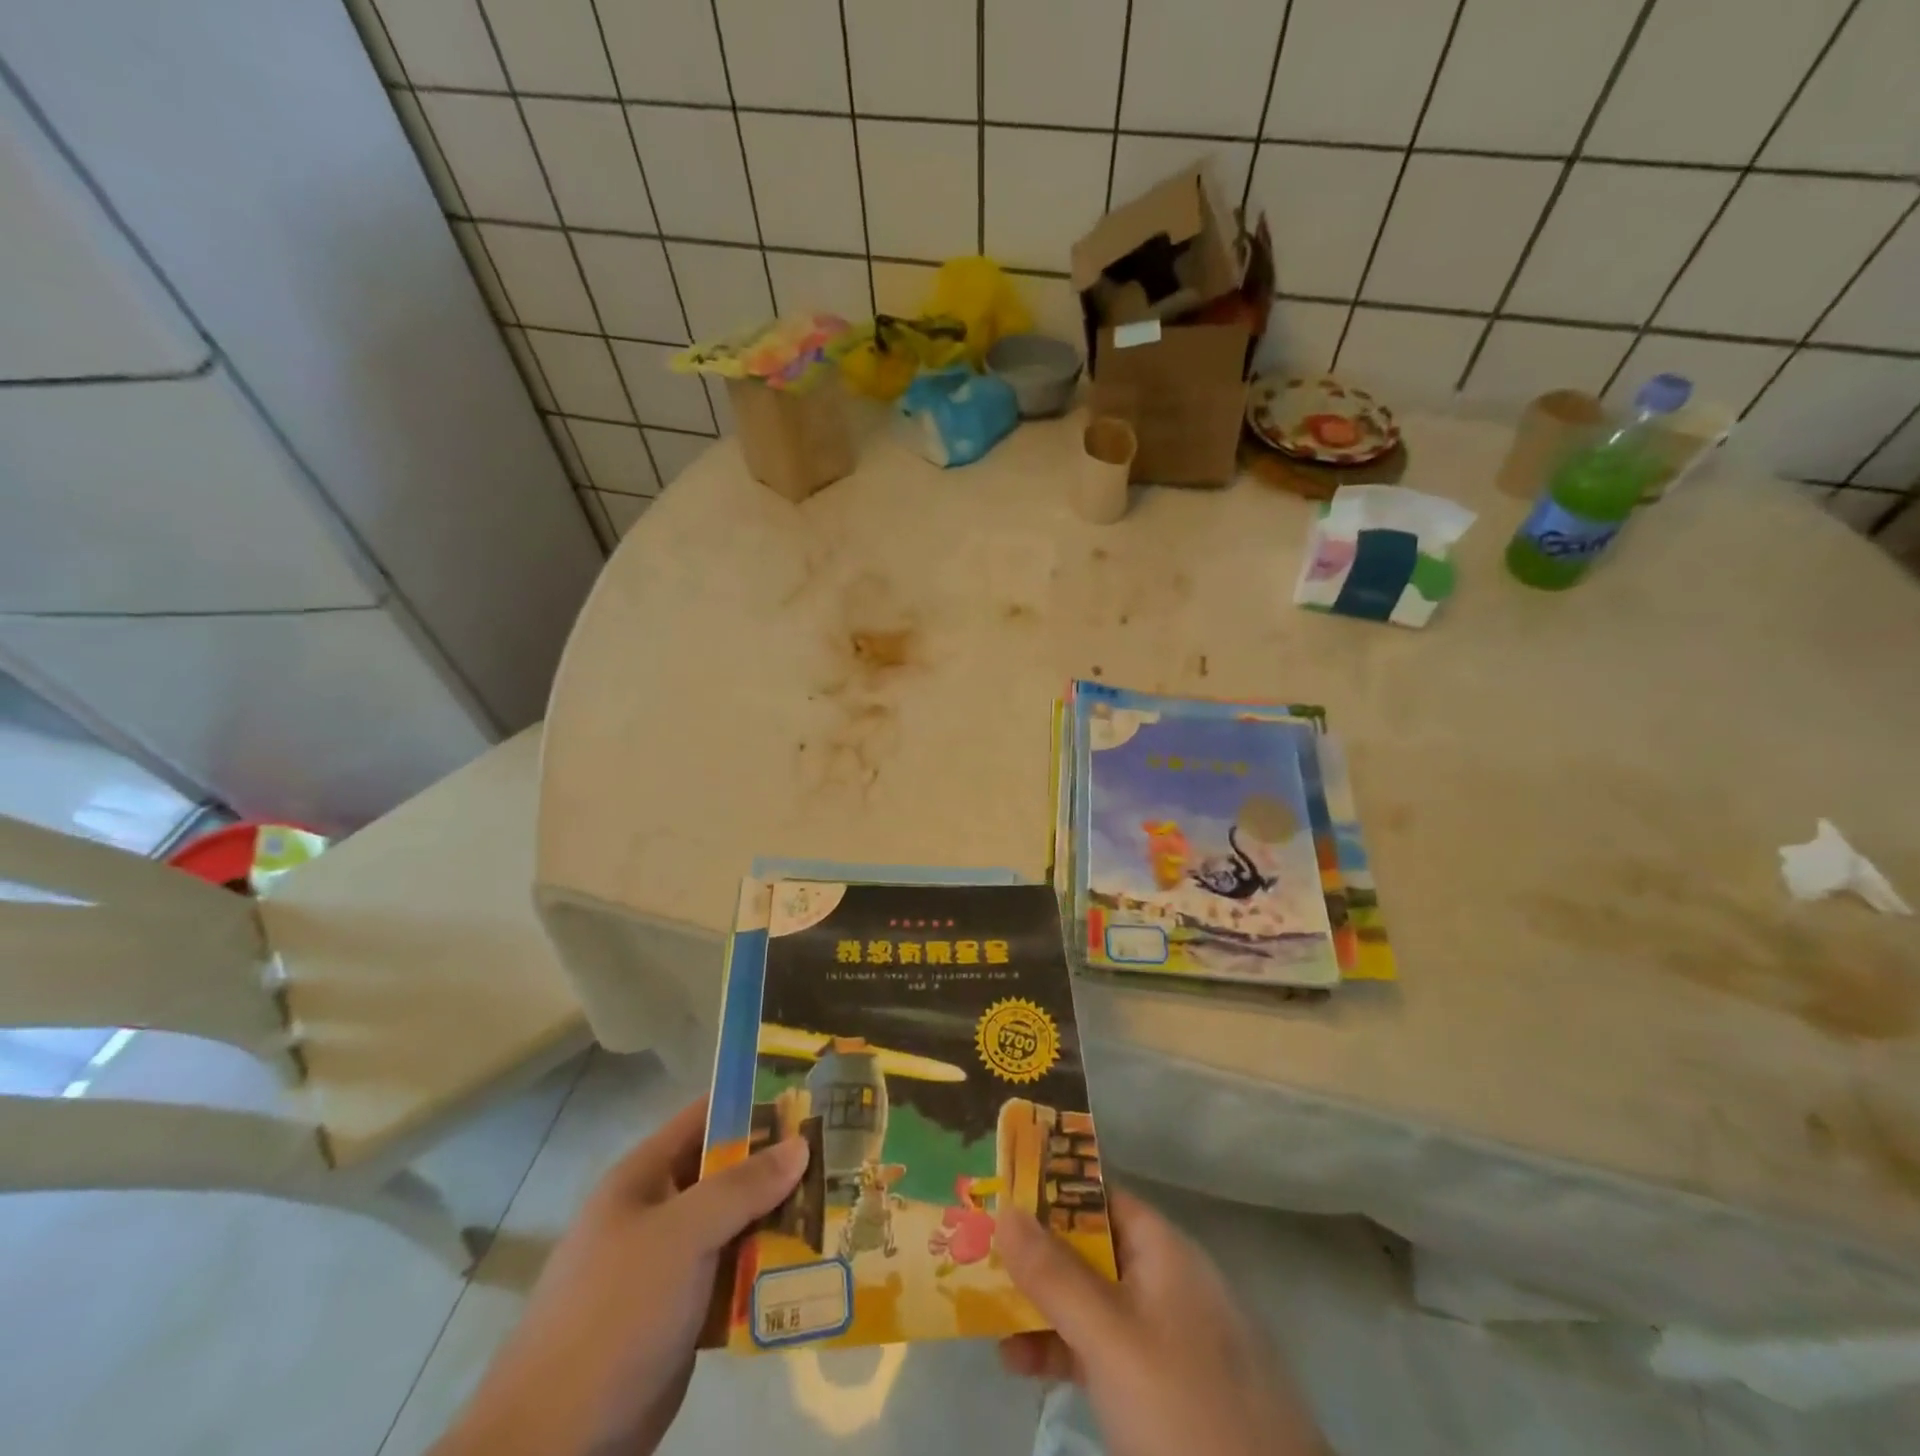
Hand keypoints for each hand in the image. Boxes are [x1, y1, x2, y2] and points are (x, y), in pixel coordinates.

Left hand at [432, 1098, 807, 1455]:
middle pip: (730, 1173)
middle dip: (781, 1167)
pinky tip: (815, 1268)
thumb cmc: (615, 1312)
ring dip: (782, 1222)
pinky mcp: (685, 1315)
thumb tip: (801, 1142)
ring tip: (840, 1210)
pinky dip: (769, 1273)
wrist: (555, 1443)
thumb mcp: (681, 1235)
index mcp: (646, 1177)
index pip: (707, 1117)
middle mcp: (660, 1212)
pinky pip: (737, 1277)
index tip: (811, 1099)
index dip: (756, 1103)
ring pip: (739, 1227)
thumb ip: (742, 1186)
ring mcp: (671, 1266)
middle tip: (841, 1159)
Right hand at [996, 1189, 1327, 1455]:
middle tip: (975, 1253)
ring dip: (1040, 1305)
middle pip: (1088, 1247)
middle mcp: (1162, 1280)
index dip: (1048, 1190)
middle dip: (1034, 1252)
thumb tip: (1005, 1207)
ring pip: (1090, 1300)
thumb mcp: (1109, 1338)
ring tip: (985, 1315)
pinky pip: (1101, 1348)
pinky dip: (1062, 1349)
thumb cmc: (1184, 1410)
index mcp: (1162, 1249)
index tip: (997, 1193)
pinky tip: (1019, 1364)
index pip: (1097, 1195)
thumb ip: (1055, 1275)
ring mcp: (1163, 1336)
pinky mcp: (1160, 1388)